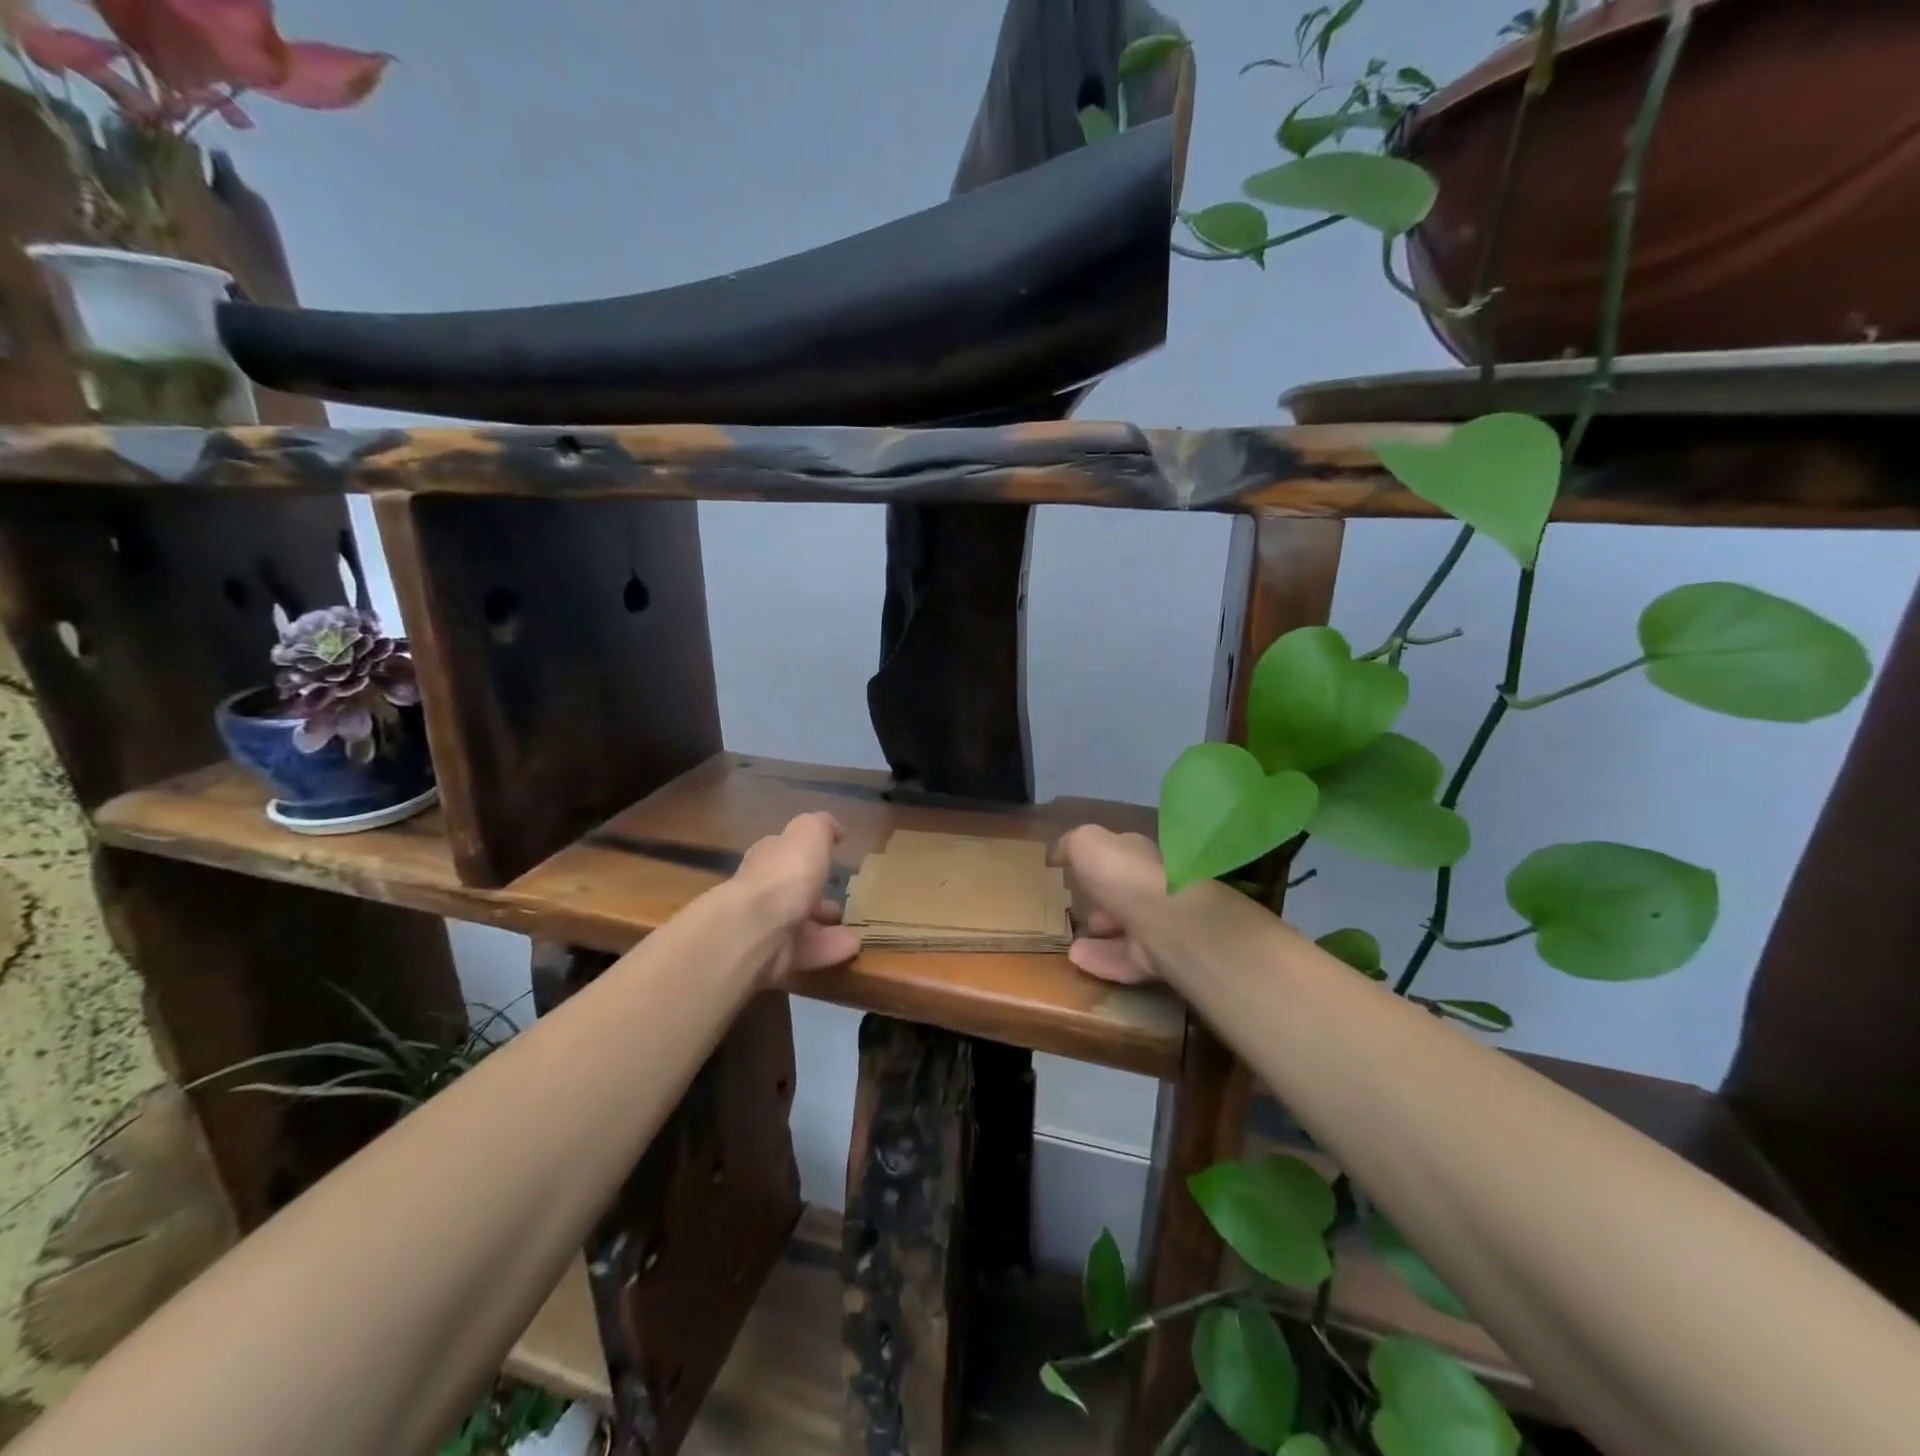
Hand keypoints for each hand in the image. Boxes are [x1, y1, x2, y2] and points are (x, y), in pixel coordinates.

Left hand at [733, 812, 861, 975]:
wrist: (756, 929)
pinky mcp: (773, 959)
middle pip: (792, 892)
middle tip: (842, 902)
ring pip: (801, 925)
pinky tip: (854, 948)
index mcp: (769, 858)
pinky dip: (830, 950)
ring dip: (827, 927)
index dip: (806, 853)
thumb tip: (836, 829)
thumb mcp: (809, 833)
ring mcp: (766, 927)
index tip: (831, 858)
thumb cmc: (786, 874)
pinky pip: (807, 952)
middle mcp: (763, 891)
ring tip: (855, 929)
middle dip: (815, 896)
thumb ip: (823, 826)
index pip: (785, 851)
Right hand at [1052, 825, 1170, 985]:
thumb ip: (1072, 845)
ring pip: (1130, 929)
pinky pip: (1128, 960)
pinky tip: (1078, 960)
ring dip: (1104, 934)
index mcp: (1141, 854)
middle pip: (1127, 893)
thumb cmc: (1124, 874)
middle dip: (1104, 901)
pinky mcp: (1164, 959)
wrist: (1167, 921)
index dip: (1098, 861)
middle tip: (1078, 909)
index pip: (1121, 854)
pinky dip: (1104, 960)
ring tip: (1073, 941)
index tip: (1076, 872)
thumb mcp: (1086, 844)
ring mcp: (1162, 924)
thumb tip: (1060, 851)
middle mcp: (1156, 886)